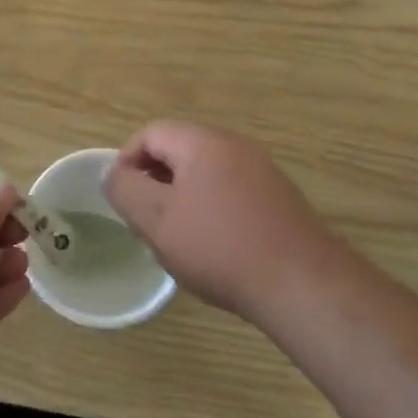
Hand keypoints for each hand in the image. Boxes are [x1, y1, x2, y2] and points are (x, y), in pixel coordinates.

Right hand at [102, 122, 336, 322]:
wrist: (302, 284)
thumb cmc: (220, 248)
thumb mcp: (158, 221)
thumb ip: (125, 190)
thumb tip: (114, 172)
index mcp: (202, 142)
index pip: (150, 133)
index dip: (127, 161)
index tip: (122, 199)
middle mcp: (234, 145)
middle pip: (179, 150)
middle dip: (155, 181)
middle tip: (146, 221)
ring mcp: (262, 169)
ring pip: (205, 172)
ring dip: (183, 197)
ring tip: (178, 237)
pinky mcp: (279, 196)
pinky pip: (231, 190)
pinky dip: (212, 208)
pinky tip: (215, 246)